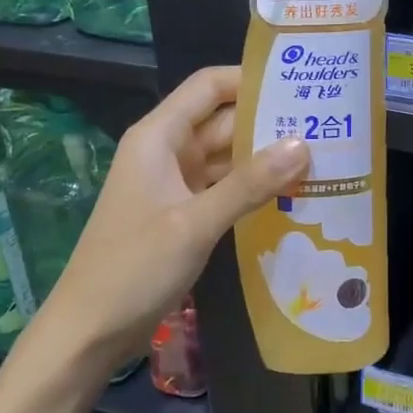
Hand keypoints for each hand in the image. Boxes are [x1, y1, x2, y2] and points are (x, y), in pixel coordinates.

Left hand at [22, 67, 309, 368]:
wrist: (87, 333)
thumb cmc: (133, 268)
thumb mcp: (195, 223)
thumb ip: (249, 183)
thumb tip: (303, 143)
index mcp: (158, 137)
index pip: (209, 86)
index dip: (250, 79)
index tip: (299, 84)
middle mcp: (167, 150)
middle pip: (222, 120)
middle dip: (269, 120)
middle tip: (325, 124)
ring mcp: (174, 183)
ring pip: (226, 155)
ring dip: (265, 156)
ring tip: (320, 154)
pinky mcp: (182, 212)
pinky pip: (223, 186)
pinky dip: (252, 187)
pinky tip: (291, 191)